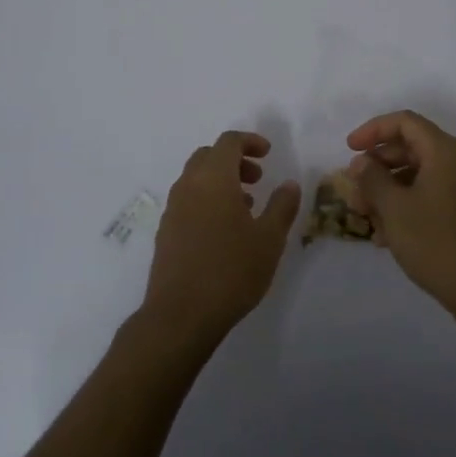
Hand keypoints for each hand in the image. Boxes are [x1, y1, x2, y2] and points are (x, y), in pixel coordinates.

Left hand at [143, 130, 300, 345]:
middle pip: (208, 156)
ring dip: (220, 181)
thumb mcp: (269, 239)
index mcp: (213, 178)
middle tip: (258, 179)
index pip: (228, 142)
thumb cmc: (231, 271)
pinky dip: (207, 200)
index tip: (268, 154)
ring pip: (196, 179)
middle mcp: (188, 186)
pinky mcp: (165, 232)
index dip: (250, 141)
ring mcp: (172, 209)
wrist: (180, 315)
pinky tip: (224, 230)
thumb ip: (282, 206)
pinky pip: (188, 200)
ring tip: (246, 206)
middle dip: (234, 160)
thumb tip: (289, 184)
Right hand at [347, 110, 455, 320]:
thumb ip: (372, 179)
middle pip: (410, 147)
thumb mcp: (395, 208)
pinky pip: (427, 196)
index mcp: (444, 152)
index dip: (373, 130)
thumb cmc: (436, 242)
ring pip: (416, 175)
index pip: (404, 122)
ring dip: (387, 190)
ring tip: (364, 216)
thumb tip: (361, 162)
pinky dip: (404, 206)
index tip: (349, 149)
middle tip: (353, 188)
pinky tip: (385, 235)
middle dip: (377, 165)